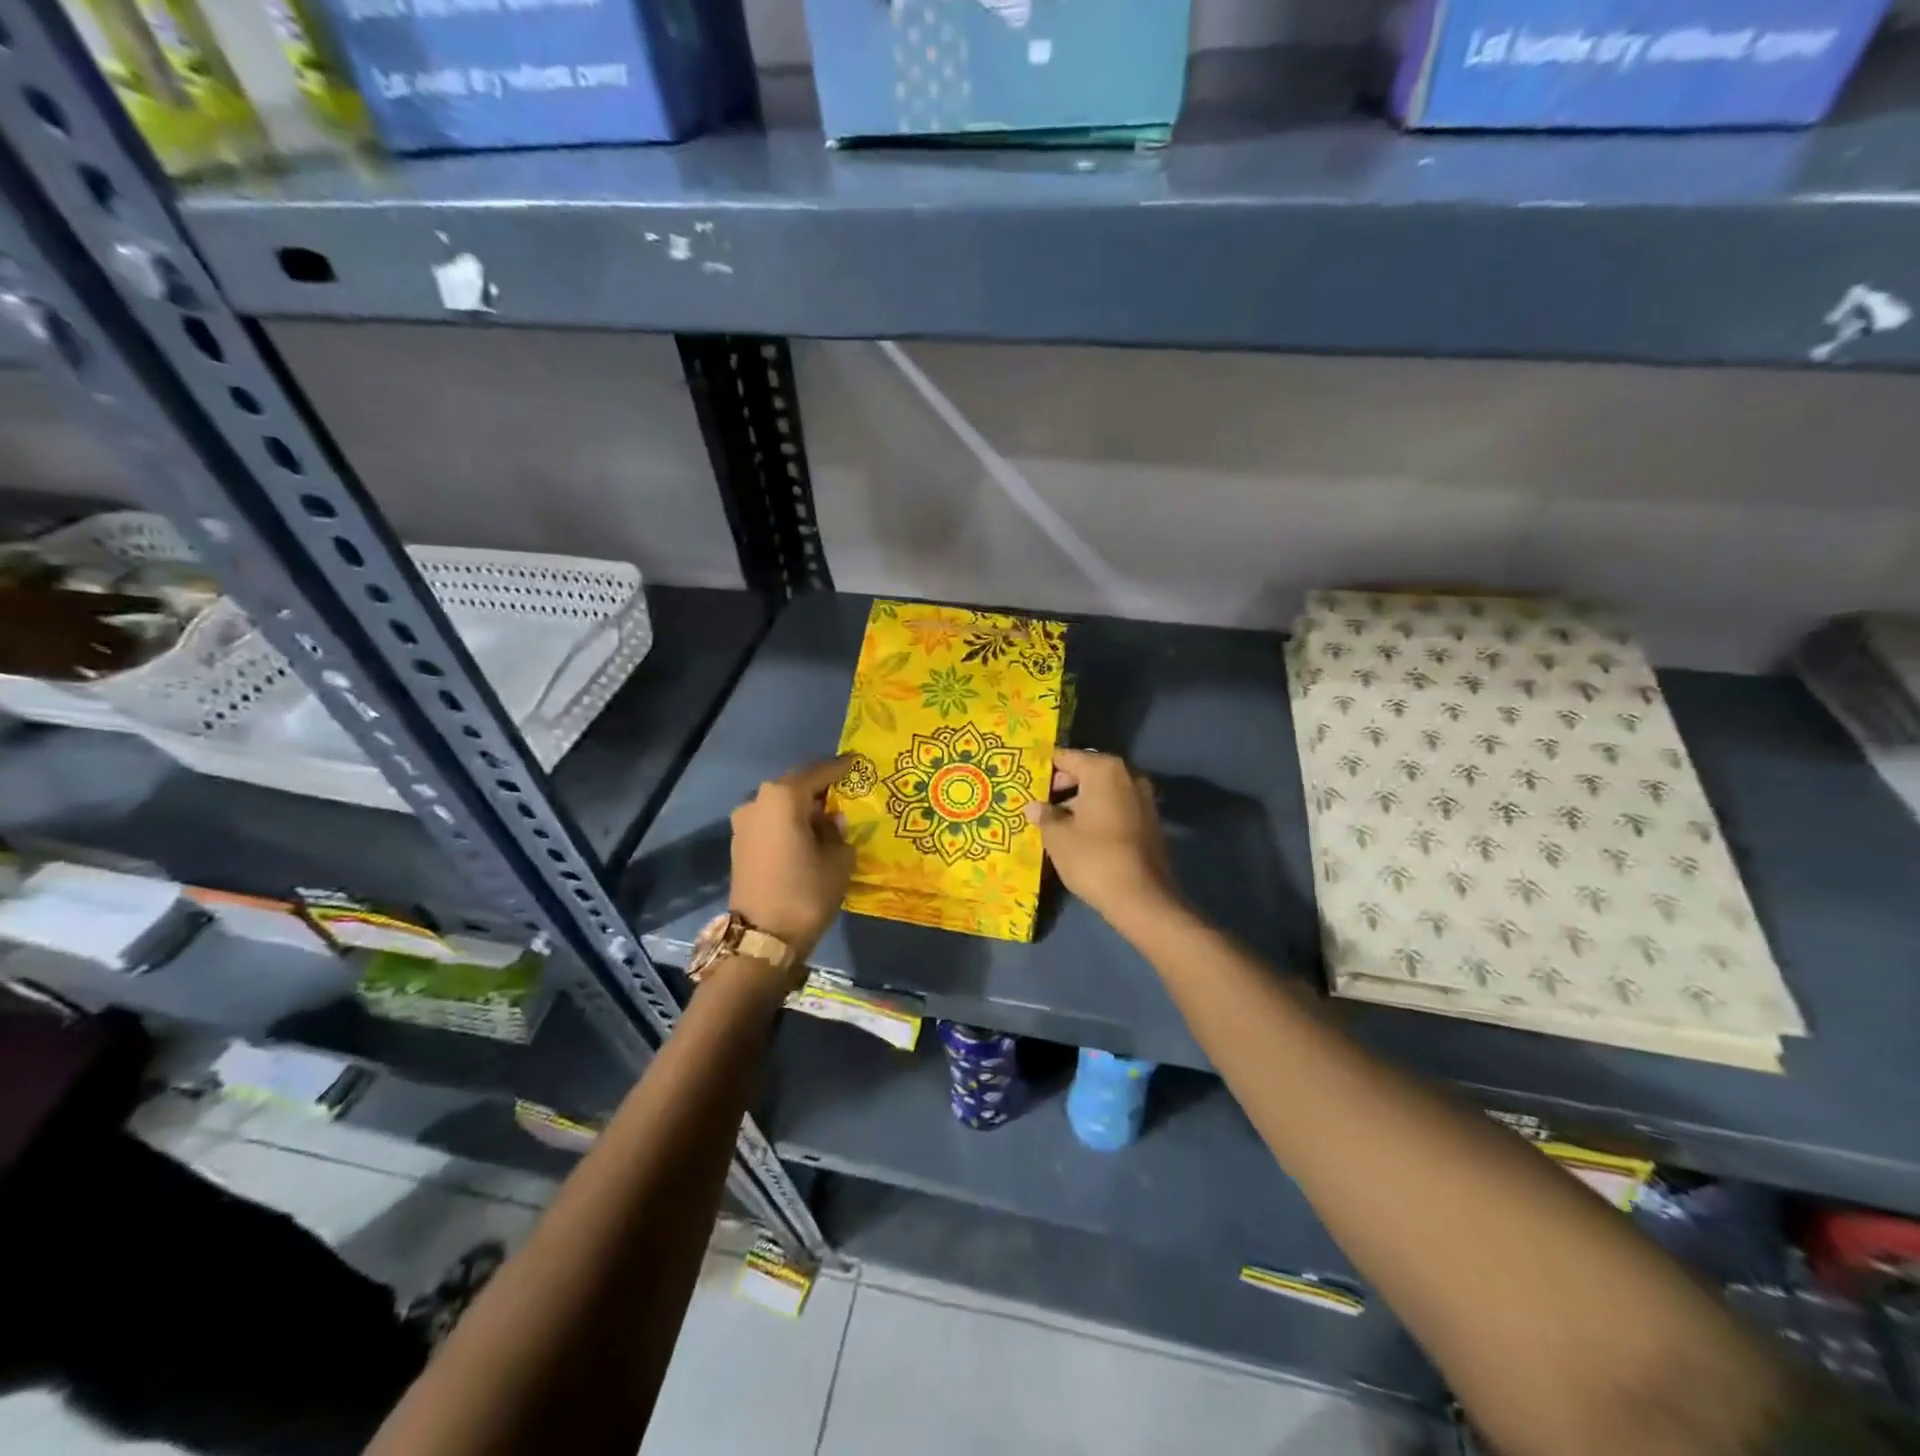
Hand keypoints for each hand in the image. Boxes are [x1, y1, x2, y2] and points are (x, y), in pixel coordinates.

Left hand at [729, 754, 856, 966]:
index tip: (857, 761)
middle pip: (795, 786)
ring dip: (802, 807)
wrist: (762, 938)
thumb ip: (838, 833)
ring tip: (827, 816)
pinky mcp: (739, 844)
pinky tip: (807, 834)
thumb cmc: (806, 892)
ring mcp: (744, 823)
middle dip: (820, 787)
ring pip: (780, 805)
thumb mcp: (838, 860)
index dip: (840, 768)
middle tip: (845, 790)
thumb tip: (831, 822)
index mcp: (783, 797)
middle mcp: (758, 801)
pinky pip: (771, 823)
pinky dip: (788, 823)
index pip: (818, 773)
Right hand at [1023, 748, 1179, 924]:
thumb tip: (1033, 806)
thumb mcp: (1057, 836)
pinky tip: (1080, 833)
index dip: (1045, 769)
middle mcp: (1128, 776)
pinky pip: (1116, 807)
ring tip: (1055, 821)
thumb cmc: (1093, 858)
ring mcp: (1143, 798)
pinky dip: (1098, 814)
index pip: (1067, 758)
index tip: (1026, 781)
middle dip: (1062, 786)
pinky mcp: (1150, 821)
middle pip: (1087, 772)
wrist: (1142, 898)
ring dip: (1080, 802)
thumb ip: (1043, 815)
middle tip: (1038, 804)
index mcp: (1104, 770)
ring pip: (1103, 791)